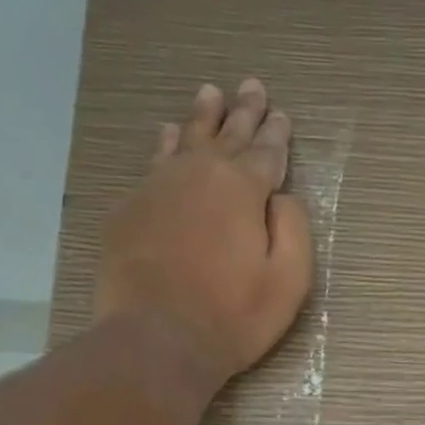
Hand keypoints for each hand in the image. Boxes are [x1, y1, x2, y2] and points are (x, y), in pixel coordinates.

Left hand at [98, 79, 313, 387]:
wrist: (157, 338)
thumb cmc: (233, 318)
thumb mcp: (288, 282)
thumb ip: (294, 231)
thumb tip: (283, 196)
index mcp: (243, 190)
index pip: (266, 152)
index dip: (276, 133)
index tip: (281, 114)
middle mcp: (200, 174)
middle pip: (226, 135)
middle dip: (243, 111)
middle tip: (251, 86)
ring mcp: (159, 187)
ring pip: (186, 139)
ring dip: (202, 117)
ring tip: (210, 94)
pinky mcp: (131, 208)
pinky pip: (154, 163)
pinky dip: (166, 145)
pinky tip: (168, 136)